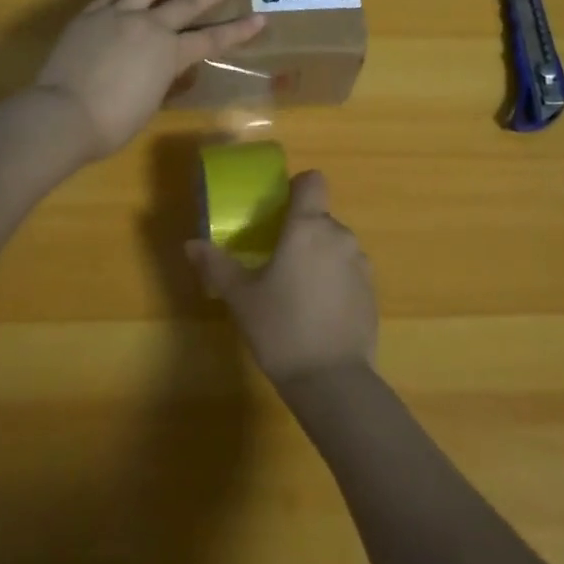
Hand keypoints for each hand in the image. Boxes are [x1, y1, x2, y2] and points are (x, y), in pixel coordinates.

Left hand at [36, 0, 265, 158]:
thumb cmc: (112, 123)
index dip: (238, 29)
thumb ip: (160, 77)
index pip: (212, 38)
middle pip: (188, 1)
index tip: (260, 17)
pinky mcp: (90, 15)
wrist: (63, 114)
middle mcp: (148, 25)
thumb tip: (160, 66)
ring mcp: (117, 15)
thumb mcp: (149, 102)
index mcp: (169, 53)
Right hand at [185, 171, 377, 385]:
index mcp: (308, 227)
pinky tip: (317, 313)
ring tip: (296, 291)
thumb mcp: (241, 298)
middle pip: (320, 217)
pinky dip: (334, 281)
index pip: (312, 181)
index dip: (296, 188)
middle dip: (300, 231)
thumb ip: (217, 266)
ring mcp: (361, 264)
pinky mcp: (372, 292)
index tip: (278, 210)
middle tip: (275, 260)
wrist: (333, 382)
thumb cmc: (281, 328)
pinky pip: (349, 271)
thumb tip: (191, 244)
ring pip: (335, 245)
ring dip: (318, 257)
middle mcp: (339, 236)